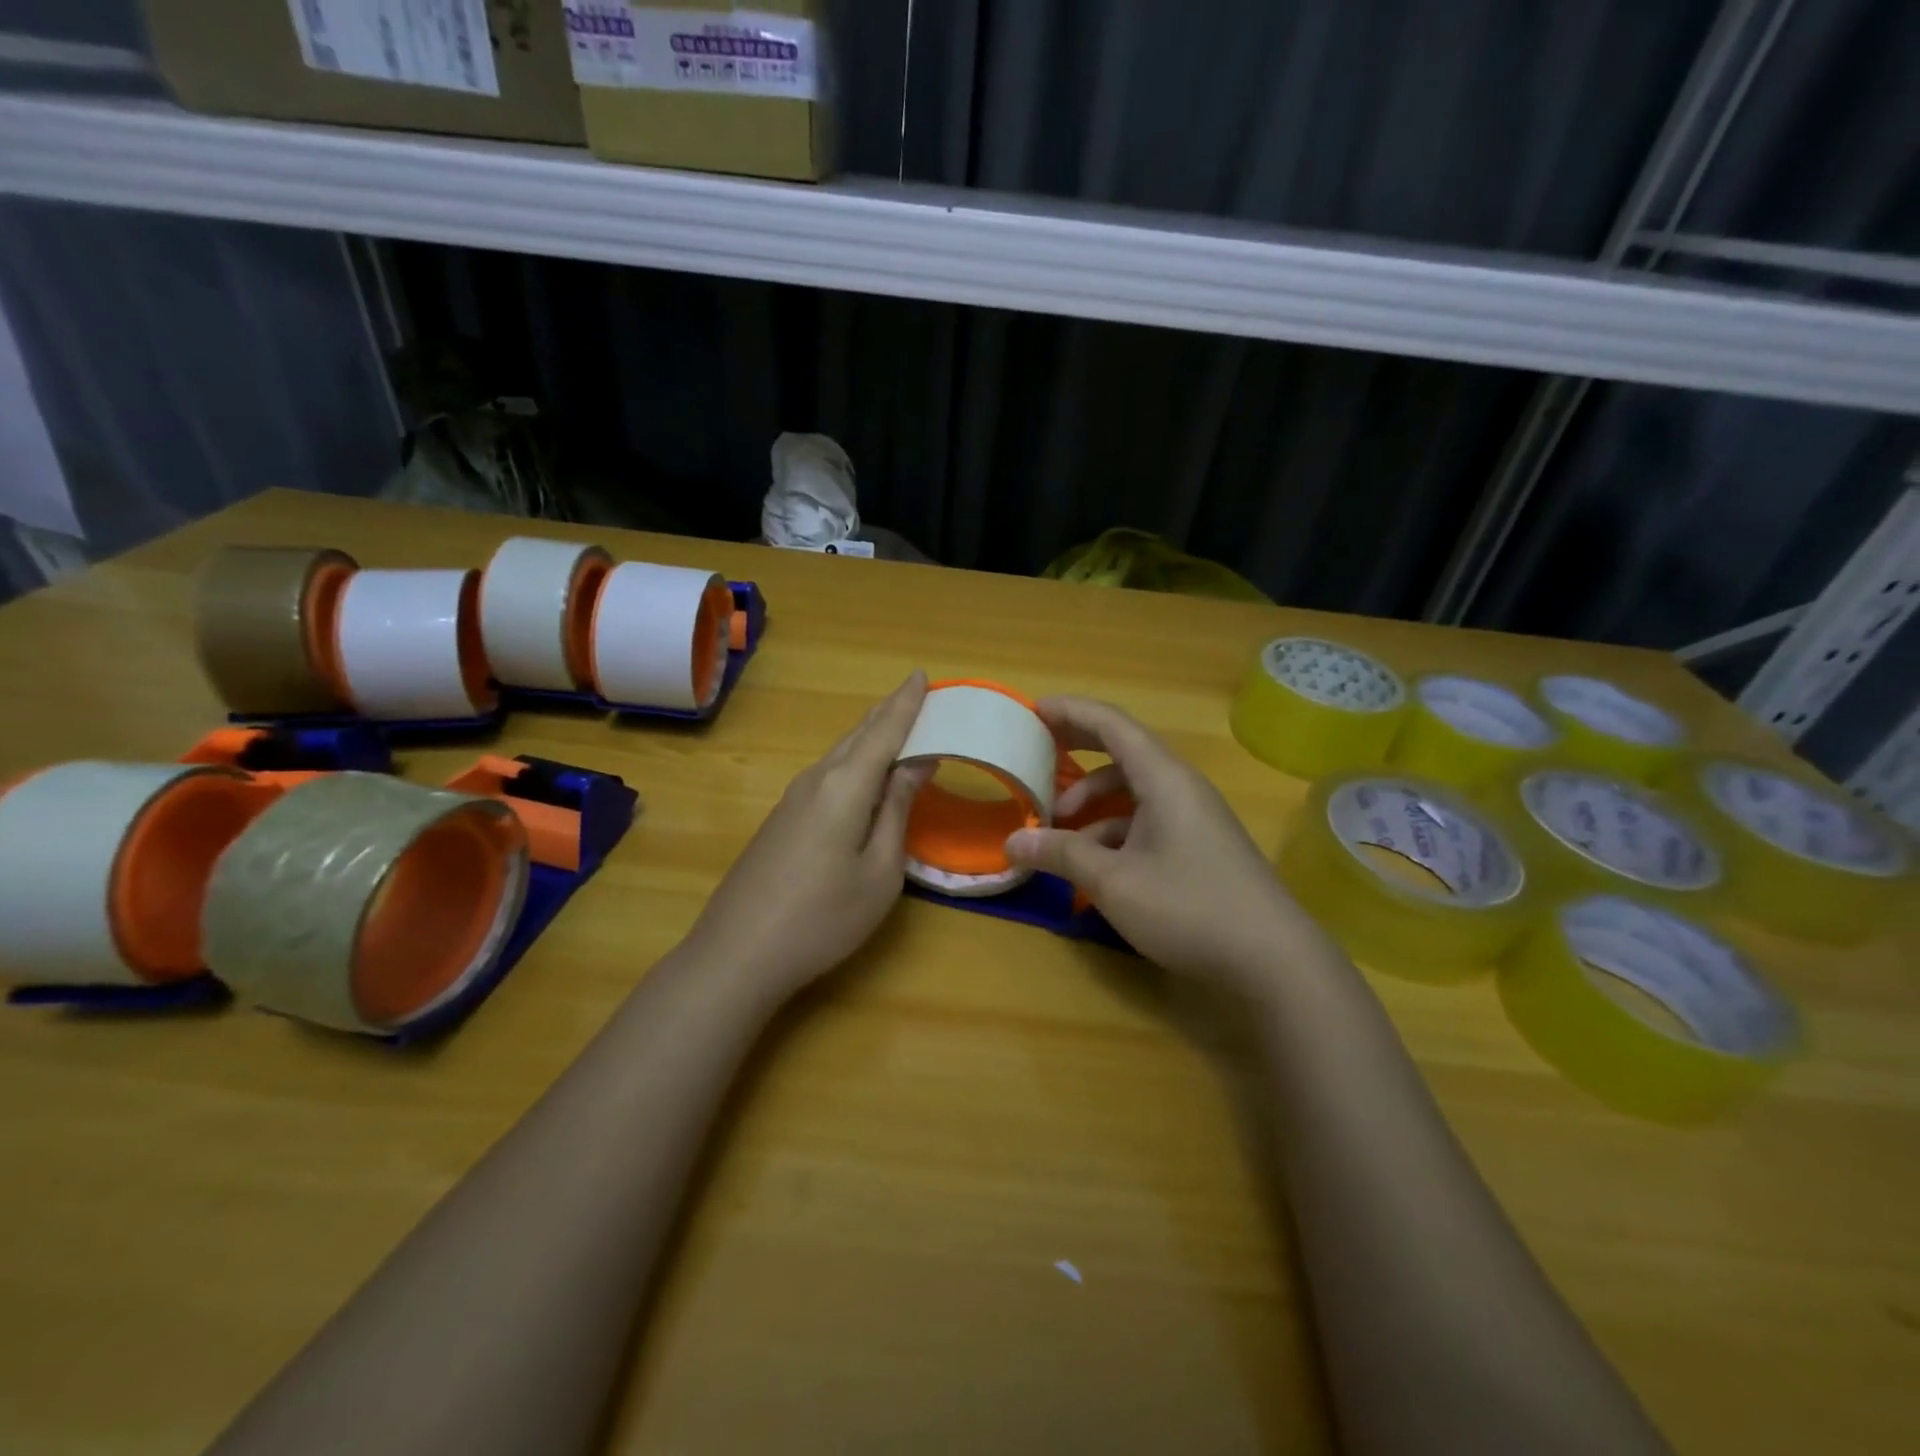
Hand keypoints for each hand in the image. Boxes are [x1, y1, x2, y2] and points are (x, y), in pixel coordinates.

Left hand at [685, 672, 931, 998]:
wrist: (738, 953)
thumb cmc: (824, 916)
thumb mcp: (880, 870)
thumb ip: (896, 810)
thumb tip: (916, 762)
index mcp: (845, 785)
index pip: (884, 731)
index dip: (906, 703)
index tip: (922, 675)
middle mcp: (816, 779)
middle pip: (859, 735)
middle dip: (889, 712)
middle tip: (917, 694)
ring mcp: (793, 799)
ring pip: (840, 753)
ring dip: (870, 736)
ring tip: (897, 724)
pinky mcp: (782, 819)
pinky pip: (827, 775)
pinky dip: (854, 761)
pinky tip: (863, 773)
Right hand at [1006, 697, 1330, 990]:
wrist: (1274, 961)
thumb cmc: (1189, 908)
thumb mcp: (1113, 882)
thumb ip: (1061, 855)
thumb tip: (1014, 842)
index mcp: (1163, 778)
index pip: (1111, 724)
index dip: (1070, 712)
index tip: (1031, 710)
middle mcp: (1179, 787)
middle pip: (1122, 750)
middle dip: (1077, 749)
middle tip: (1035, 752)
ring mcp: (1192, 817)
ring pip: (1131, 792)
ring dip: (1091, 803)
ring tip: (1056, 832)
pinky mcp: (1197, 846)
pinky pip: (1145, 821)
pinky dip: (1112, 832)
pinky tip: (1092, 866)